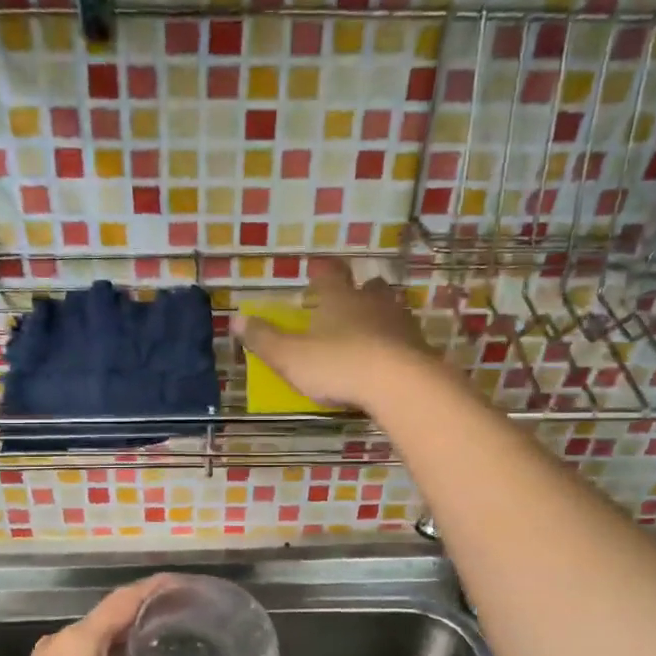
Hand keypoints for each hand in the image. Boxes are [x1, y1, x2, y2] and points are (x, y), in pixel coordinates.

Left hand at [0, 576, 212, 655]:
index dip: (160, 588)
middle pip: (114, 614)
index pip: (127, 597)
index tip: (191, 586)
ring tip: (168, 647)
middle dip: (151, 613)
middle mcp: (64, 641)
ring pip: (99, 637)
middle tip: (189, 620)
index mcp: (82, 639)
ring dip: (131, 637)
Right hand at [232, 260, 438, 411]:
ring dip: (381, 316)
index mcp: (339, 298)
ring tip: (370, 331)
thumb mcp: (289, 356)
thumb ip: (263, 339)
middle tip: (350, 299)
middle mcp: (373, 302)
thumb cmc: (337, 364)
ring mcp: (401, 324)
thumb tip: (235, 318)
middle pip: (369, 287)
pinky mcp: (420, 348)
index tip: (318, 271)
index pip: (330, 275)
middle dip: (359, 291)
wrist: (400, 384)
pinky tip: (390, 360)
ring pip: (391, 310)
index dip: (323, 272)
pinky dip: (396, 345)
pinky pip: (406, 340)